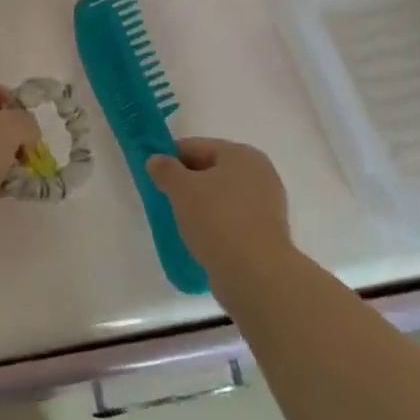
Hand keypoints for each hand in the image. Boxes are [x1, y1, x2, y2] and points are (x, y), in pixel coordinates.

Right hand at [146, 138, 292, 272]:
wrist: (255, 273)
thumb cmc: (217, 219)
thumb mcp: (181, 189)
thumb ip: (165, 169)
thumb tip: (156, 159)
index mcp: (241, 154)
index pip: (196, 146)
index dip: (170, 158)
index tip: (153, 176)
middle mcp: (259, 173)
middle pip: (211, 169)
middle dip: (187, 182)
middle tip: (165, 199)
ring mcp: (266, 204)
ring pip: (221, 196)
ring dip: (200, 204)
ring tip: (180, 221)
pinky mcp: (265, 232)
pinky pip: (231, 218)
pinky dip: (215, 223)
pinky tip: (200, 237)